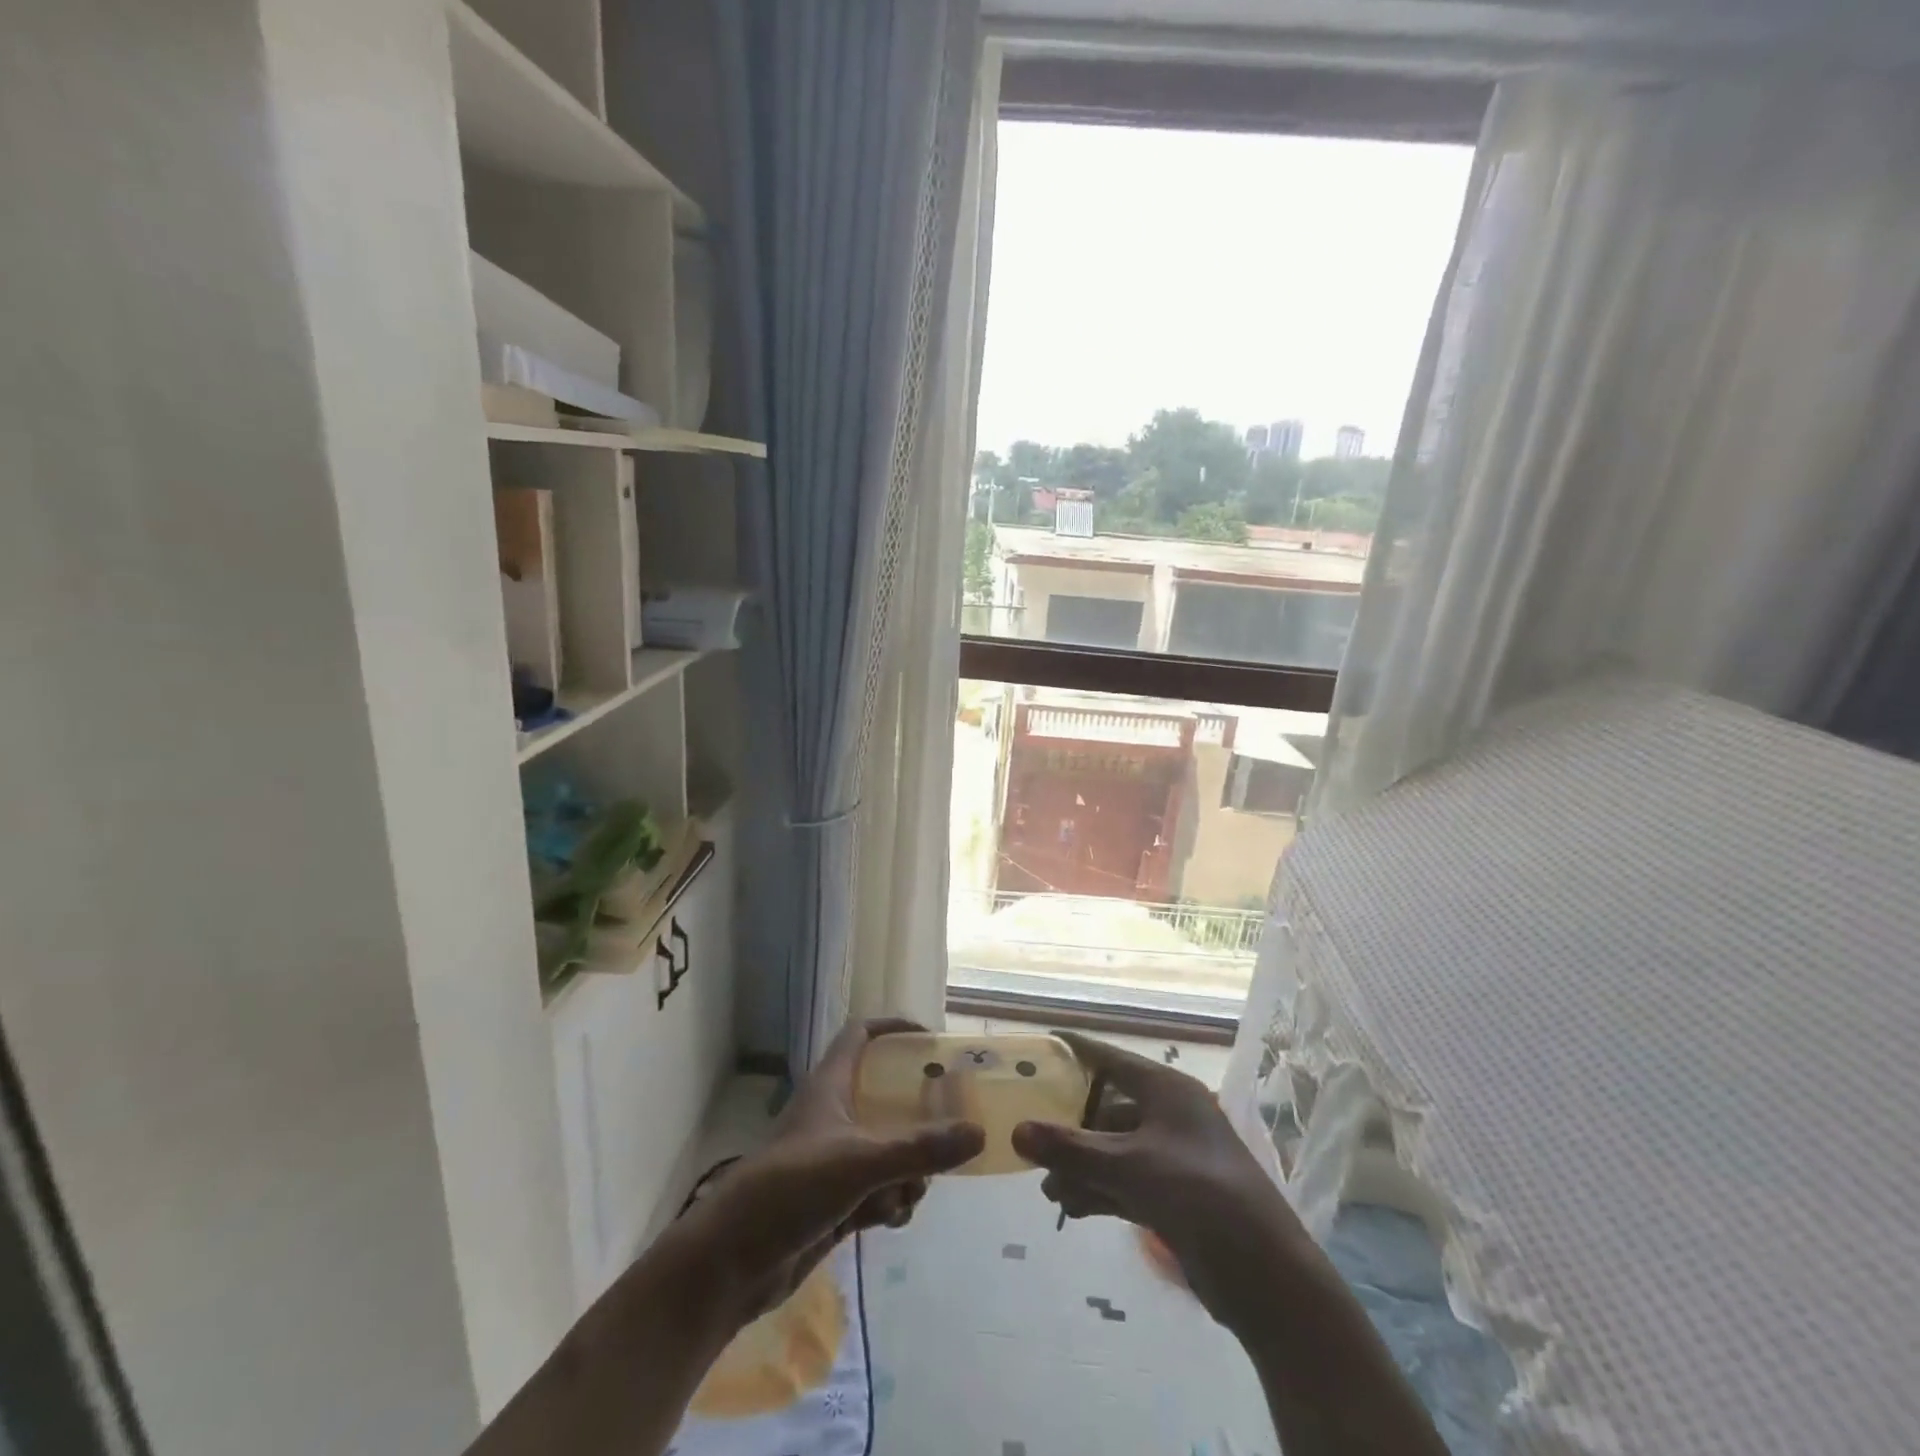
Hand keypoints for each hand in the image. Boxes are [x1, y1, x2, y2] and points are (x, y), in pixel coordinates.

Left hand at [672, 1019, 984, 1325]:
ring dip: (907, 1168)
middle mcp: (833, 1115)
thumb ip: (920, 1148)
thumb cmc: (791, 1188)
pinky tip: (893, 1219)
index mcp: (830, 1086)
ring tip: (915, 1189)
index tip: (931, 1038)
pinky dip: (890, 1200)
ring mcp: (832, 1161)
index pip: (860, 1035)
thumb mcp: (860, 1161)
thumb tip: (979, 1131)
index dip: (893, 1028)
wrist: (731, 1263)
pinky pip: (877, 1190)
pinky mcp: (833, 1202)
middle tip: (952, 1122)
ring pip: (886, 1149)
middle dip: (918, 1114)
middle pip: (884, 1096)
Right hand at [1012, 1031, 1309, 1333]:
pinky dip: (1100, 1191)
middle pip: (1109, 1109)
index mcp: (1167, 1090)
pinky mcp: (1177, 1196)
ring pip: (1116, 1150)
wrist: (1267, 1276)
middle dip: (1072, 1130)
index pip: (1112, 1059)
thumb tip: (1017, 1131)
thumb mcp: (1129, 1166)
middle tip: (1034, 1144)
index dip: (1077, 1052)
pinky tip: (1071, 1208)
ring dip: (1082, 1167)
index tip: (1041, 1047)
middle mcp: (1171, 1115)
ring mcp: (1175, 1157)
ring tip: (1049, 1191)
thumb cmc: (1199, 1195)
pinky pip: (1127, 1182)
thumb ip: (1071, 1149)